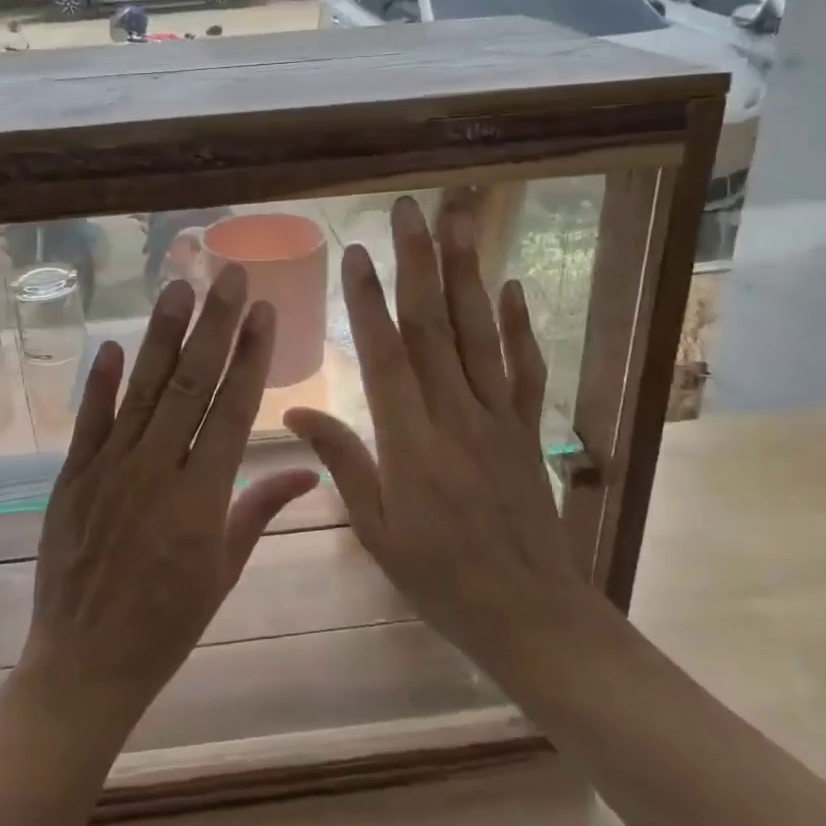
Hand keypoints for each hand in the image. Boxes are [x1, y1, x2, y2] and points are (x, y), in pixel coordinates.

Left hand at [17, 266, 319, 737]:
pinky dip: (99, 382)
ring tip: (180, 288)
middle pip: (191, 386)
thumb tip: (308, 468)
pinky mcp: (71, 479)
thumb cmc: (167, 622)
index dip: (251, 357)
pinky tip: (111, 343)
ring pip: (142, 392)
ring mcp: (109, 472)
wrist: (85, 665)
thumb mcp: (224, 570)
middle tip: (230, 275)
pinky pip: (87, 422)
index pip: (233, 411)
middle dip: (215, 325)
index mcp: (202, 500)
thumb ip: (261, 509)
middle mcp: (157, 473)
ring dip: (163, 337)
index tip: (264, 311)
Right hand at [285, 196, 589, 688]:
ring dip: (468, 274)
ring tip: (460, 222)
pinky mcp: (526, 429)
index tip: (357, 253)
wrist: (530, 615)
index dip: (369, 302)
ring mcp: (497, 418)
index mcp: (410, 443)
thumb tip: (295, 408)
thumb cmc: (439, 578)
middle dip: (419, 264)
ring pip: (480, 334)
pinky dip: (519, 326)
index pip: (386, 357)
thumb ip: (342, 460)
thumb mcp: (376, 530)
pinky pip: (524, 369)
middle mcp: (455, 417)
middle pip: (434, 327)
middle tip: (410, 210)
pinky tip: (513, 286)